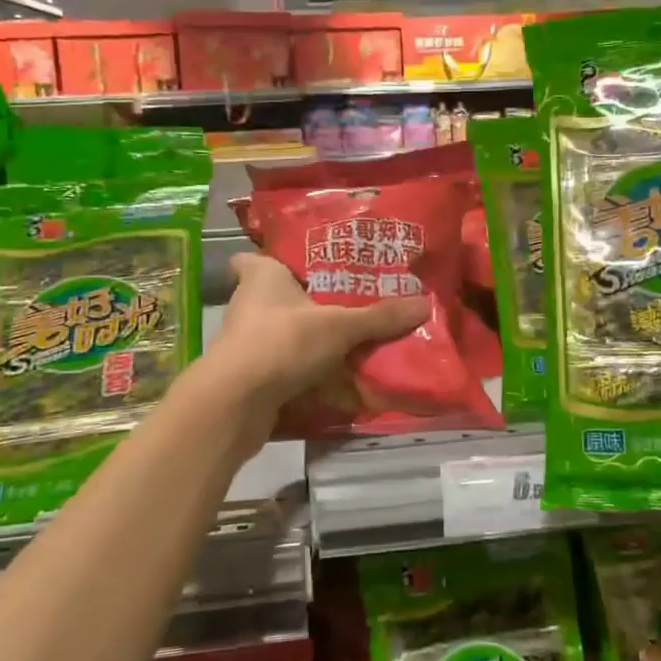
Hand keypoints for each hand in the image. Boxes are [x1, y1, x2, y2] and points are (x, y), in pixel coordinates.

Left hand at [200, 254, 430, 413]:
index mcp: (262, 276)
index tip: (306, 265)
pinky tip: (341, 385)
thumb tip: (424, 303)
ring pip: (287, 336)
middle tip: (351, 306)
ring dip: (314, 344)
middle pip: (283, 298)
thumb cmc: (283, 341)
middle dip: (312, 306)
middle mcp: (250, 304)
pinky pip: (288, 369)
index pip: (255, 257)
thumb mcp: (340, 326)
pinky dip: (311, 377)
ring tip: (355, 345)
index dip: (276, 260)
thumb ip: (379, 317)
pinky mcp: (252, 377)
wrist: (236, 403)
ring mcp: (248, 343)